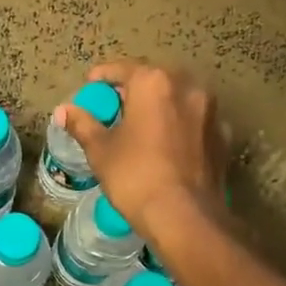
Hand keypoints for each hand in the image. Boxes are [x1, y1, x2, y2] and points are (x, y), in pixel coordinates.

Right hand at [58, 62, 227, 238]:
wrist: (186, 217)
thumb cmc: (136, 176)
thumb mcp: (101, 150)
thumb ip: (83, 124)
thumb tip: (63, 111)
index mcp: (154, 83)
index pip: (123, 69)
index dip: (103, 76)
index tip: (91, 86)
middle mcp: (187, 87)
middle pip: (154, 80)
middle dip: (134, 89)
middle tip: (115, 105)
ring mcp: (211, 111)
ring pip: (178, 98)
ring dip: (160, 104)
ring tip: (141, 124)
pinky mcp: (223, 136)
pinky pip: (195, 120)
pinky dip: (179, 124)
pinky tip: (167, 143)